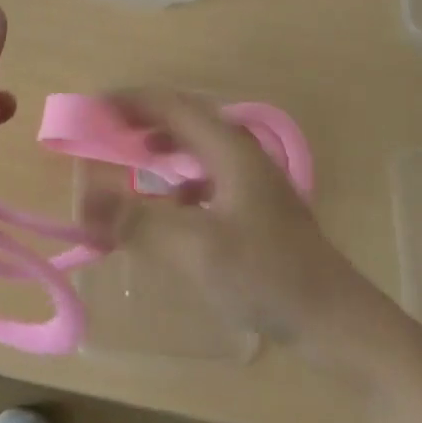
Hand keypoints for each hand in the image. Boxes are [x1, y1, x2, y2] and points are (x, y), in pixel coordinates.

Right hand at [78, 90, 358, 342]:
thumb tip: (84, 203)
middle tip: (107, 129)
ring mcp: (253, 180)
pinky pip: (208, 174)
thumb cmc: (267, 275)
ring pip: (198, 146)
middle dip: (144, 118)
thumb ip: (138, 223)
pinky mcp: (257, 208)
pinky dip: (179, 176)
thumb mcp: (196, 249)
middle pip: (186, 119)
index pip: (173, 106)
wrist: (337, 321)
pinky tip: (170, 202)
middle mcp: (241, 154)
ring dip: (163, 144)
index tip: (95, 107)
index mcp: (229, 149)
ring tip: (132, 154)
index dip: (132, 101)